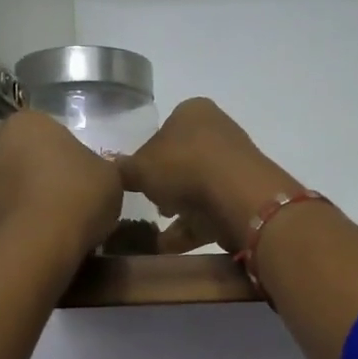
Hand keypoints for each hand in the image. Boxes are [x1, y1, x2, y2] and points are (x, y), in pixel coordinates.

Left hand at [0, 110, 122, 265]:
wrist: (36, 245)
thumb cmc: (77, 196)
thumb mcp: (110, 177)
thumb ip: (100, 168)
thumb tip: (92, 175)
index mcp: (28, 121)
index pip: (54, 133)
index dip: (74, 157)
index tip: (88, 180)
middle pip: (29, 157)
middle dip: (47, 176)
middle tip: (75, 201)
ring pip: (15, 186)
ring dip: (32, 200)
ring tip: (60, 226)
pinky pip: (8, 213)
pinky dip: (22, 222)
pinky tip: (42, 240)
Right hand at [118, 98, 302, 253]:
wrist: (236, 196)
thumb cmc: (183, 167)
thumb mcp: (140, 168)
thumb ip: (124, 169)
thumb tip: (114, 170)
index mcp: (193, 111)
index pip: (164, 130)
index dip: (147, 157)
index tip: (138, 180)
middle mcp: (217, 131)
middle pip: (182, 161)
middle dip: (165, 185)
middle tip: (151, 203)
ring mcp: (234, 164)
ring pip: (198, 188)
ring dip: (178, 209)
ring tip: (157, 232)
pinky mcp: (244, 194)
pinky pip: (211, 211)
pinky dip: (191, 228)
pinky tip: (169, 246)